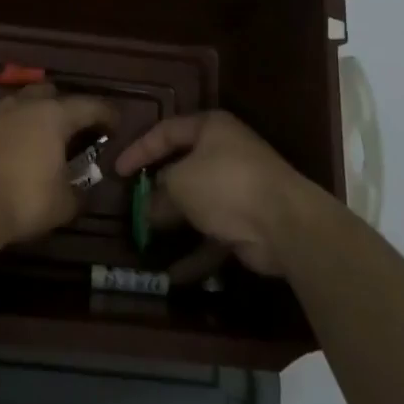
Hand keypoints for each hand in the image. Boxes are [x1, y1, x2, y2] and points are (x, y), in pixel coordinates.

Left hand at [0, 84, 115, 250]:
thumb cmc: (22, 201)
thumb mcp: (64, 204)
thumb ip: (79, 192)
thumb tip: (82, 189)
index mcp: (53, 114)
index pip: (90, 105)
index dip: (107, 114)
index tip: (115, 125)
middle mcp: (24, 104)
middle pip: (52, 93)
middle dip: (67, 107)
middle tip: (77, 129)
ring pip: (23, 104)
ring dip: (37, 116)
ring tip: (45, 140)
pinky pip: (2, 121)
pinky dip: (15, 130)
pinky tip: (16, 152)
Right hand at [114, 111, 310, 275]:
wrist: (285, 223)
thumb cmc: (225, 184)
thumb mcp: (179, 182)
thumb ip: (158, 192)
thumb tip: (149, 208)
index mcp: (211, 129)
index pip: (166, 131)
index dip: (139, 149)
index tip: (118, 171)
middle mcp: (225, 153)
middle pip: (182, 168)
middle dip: (156, 190)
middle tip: (131, 205)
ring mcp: (238, 189)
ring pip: (196, 204)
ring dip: (173, 223)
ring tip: (145, 238)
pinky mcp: (247, 222)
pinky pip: (213, 235)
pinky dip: (194, 253)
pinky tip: (172, 274)